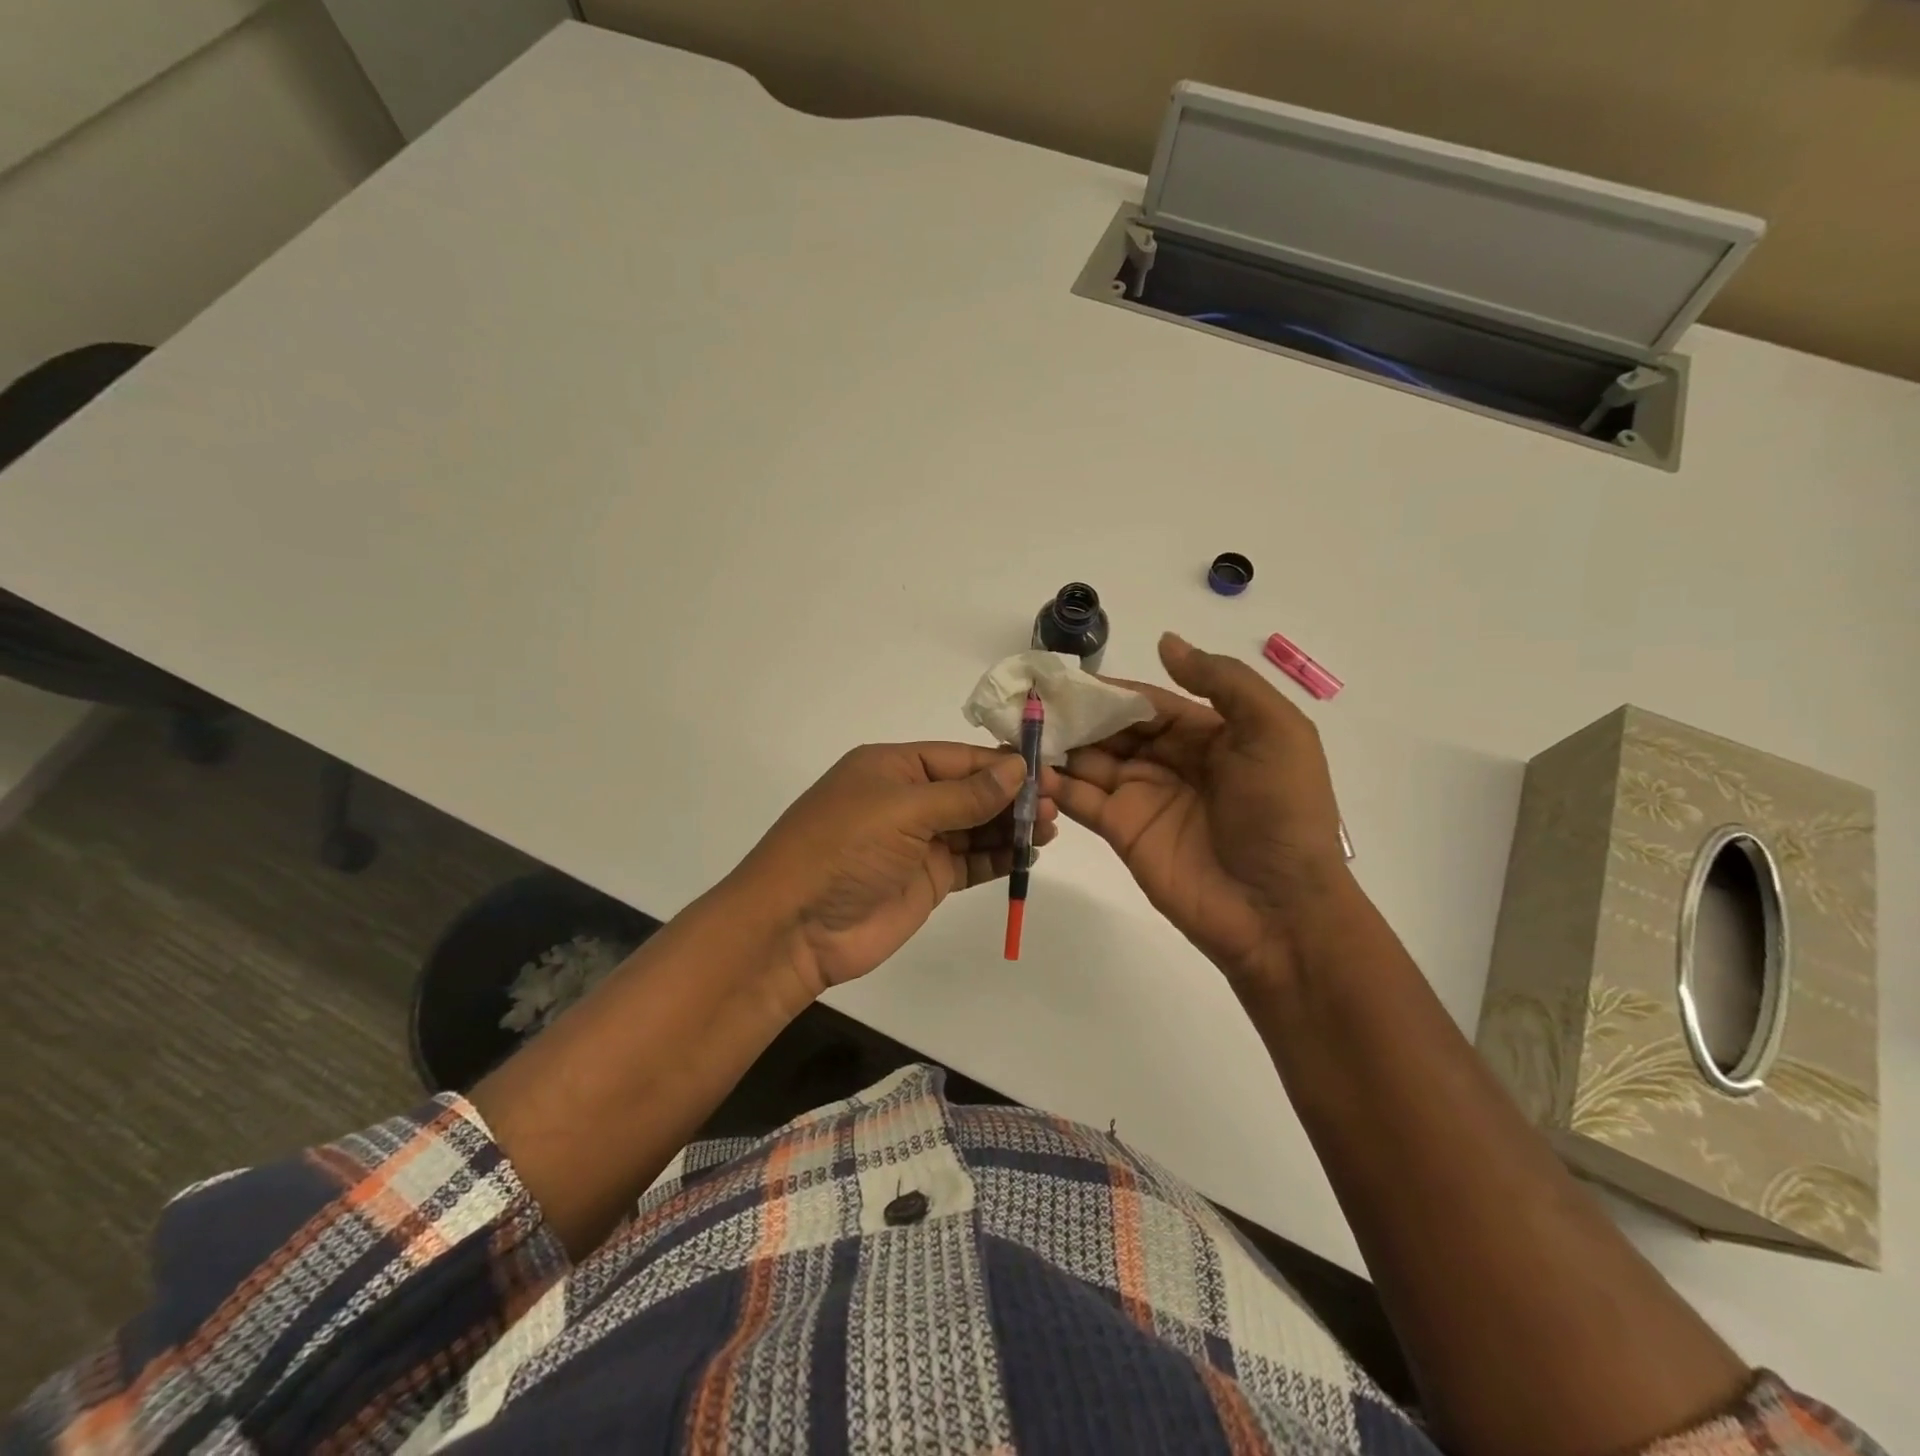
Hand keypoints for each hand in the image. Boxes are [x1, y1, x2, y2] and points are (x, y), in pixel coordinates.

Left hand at [728, 742, 1056, 995]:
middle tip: (1057, 804)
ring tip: (1051, 827)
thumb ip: (965, 794)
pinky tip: (1028, 854)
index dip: (1002, 764)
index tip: (1046, 771)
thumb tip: (1016, 768)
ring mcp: (917, 842)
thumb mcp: (903, 811)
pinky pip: (971, 861)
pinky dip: (999, 857)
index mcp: (893, 768)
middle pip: (971, 791)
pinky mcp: (927, 880)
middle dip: (1012, 796)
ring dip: (1011, 826)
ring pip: (975, 826)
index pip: (959, 758)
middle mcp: (907, 800)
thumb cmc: (844, 850)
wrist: (795, 928)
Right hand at [1051, 633, 1349, 987]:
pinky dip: (1054, 785)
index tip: (1065, 677)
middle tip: (1029, 702)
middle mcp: (1171, 762)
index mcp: (1209, 734)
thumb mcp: (1274, 731)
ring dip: (1057, 745)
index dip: (1110, 690)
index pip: (1149, 703)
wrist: (1278, 909)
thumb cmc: (1281, 812)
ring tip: (1018, 729)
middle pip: (1114, 729)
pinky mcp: (1122, 832)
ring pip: (1090, 760)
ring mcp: (1143, 797)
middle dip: (1076, 714)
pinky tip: (1028, 770)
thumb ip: (1222, 682)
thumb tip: (1165, 642)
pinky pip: (1081, 800)